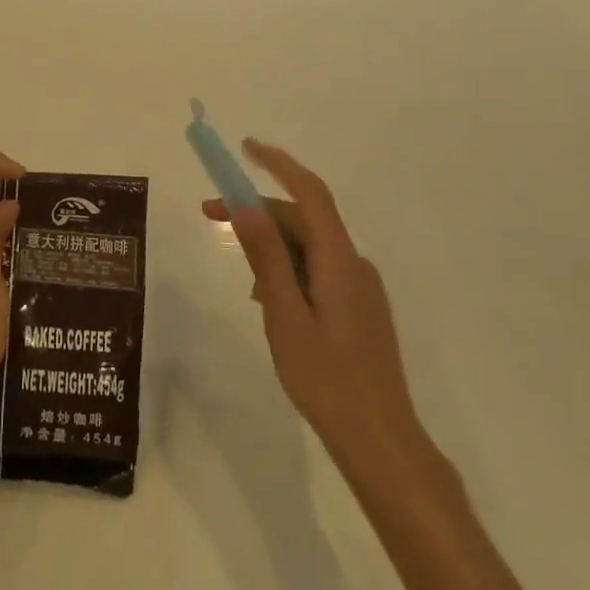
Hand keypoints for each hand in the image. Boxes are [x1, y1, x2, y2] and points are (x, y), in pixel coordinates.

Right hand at [203, 140, 424, 472]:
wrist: (381, 442)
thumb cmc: (327, 378)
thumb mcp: (284, 315)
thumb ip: (266, 257)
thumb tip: (244, 205)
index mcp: (338, 260)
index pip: (309, 192)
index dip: (277, 163)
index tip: (244, 147)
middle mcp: (353, 264)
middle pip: (303, 219)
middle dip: (256, 210)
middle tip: (208, 214)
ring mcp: (359, 288)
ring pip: (308, 247)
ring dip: (271, 246)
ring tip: (244, 283)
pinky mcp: (358, 309)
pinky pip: (317, 272)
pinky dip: (287, 271)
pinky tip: (270, 303)